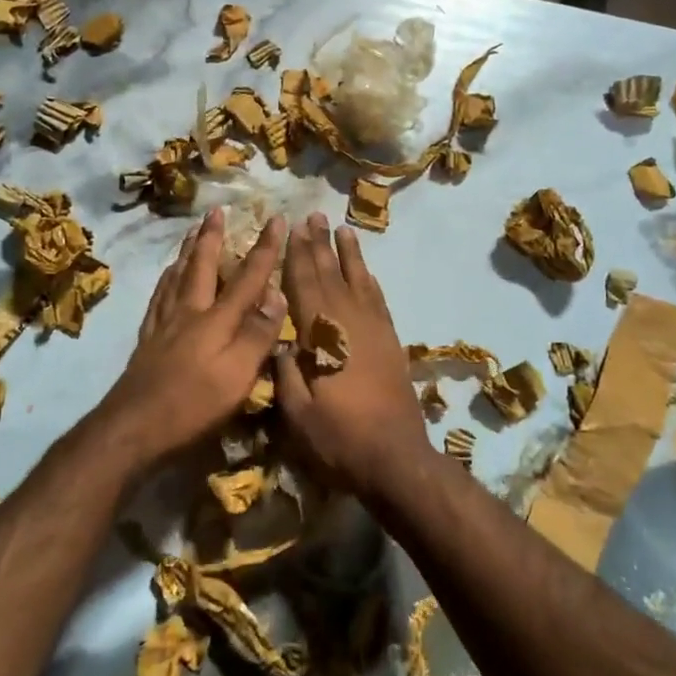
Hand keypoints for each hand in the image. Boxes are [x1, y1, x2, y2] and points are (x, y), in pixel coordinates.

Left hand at [94, 209, 287, 477]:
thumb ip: (258, 335)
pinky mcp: (148, 339)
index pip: (247, 277)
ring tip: (191, 233)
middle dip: (213, 237)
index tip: (276, 219)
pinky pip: (159, 296)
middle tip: (216, 211)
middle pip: (202, 266)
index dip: (265, 248)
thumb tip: (277, 294)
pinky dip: (166, 279)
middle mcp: (189, 312)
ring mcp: (164, 324)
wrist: (133, 426)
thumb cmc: (193, 404)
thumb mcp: (237, 375)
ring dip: (188, 251)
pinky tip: (166, 278)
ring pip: (177, 276)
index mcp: (216, 319)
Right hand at [275, 214, 431, 504]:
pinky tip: (366, 271)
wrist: (396, 459)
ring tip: (342, 228)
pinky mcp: (391, 342)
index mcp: (322, 335)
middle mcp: (349, 322)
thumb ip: (284, 372)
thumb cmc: (339, 438)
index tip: (292, 228)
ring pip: (358, 281)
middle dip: (320, 244)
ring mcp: (374, 330)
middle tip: (313, 216)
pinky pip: (378, 300)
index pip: (305, 284)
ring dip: (349, 254)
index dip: (297, 255)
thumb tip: (278, 341)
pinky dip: (370, 280)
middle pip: (331, 274)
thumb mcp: (297, 413)